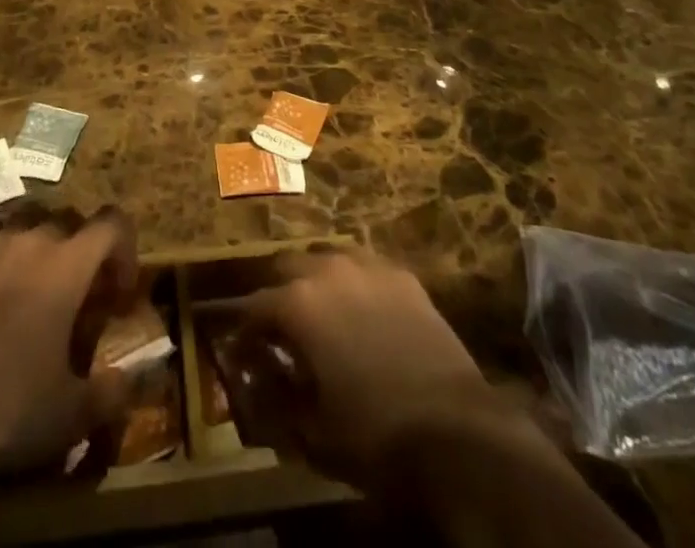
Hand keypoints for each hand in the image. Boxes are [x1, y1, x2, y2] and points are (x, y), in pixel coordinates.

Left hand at [0, 209, 139, 480]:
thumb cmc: (10, 407)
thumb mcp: (72, 414)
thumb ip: (109, 393)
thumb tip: (125, 381)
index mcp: (68, 263)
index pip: (112, 223)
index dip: (124, 250)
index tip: (118, 293)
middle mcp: (32, 238)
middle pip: (69, 220)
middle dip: (81, 249)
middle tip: (77, 294)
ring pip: (27, 220)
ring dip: (39, 244)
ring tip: (33, 285)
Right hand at [229, 246, 515, 486]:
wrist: (454, 430)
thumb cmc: (373, 435)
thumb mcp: (312, 431)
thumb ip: (276, 398)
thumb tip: (256, 379)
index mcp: (297, 304)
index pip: (254, 308)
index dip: (243, 332)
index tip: (240, 353)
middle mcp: (327, 270)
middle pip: (288, 268)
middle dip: (277, 294)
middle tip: (278, 328)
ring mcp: (369, 267)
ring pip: (327, 259)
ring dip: (316, 282)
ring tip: (320, 314)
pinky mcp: (403, 276)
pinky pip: (365, 268)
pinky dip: (353, 284)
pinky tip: (361, 311)